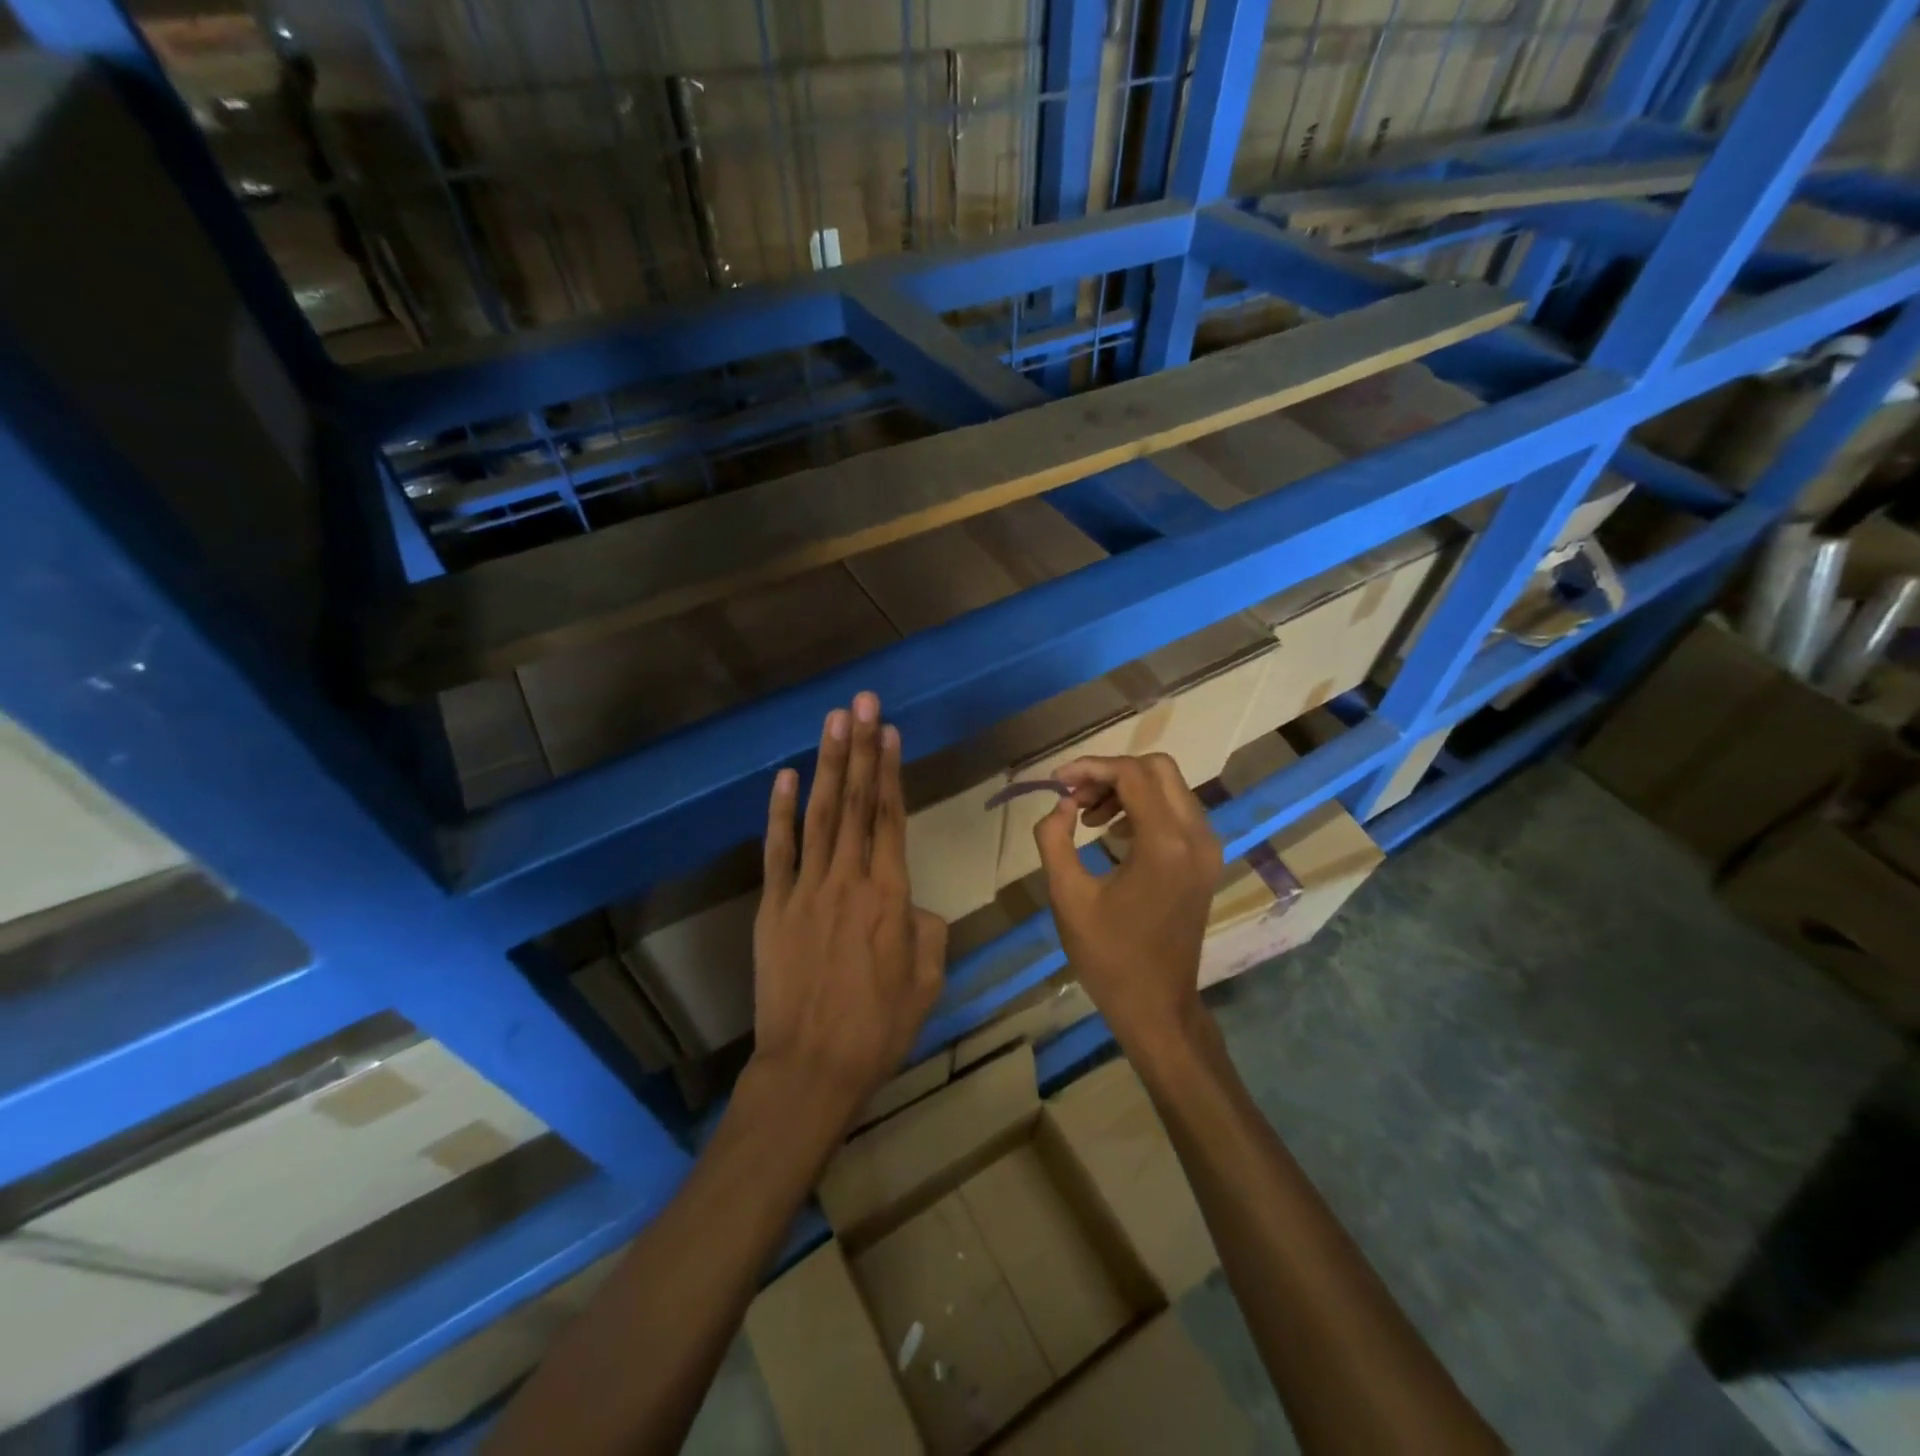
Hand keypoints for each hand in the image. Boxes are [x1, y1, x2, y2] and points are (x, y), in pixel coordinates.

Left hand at [751, 692, 945, 1127]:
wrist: (812, 1067)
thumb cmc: (879, 1028)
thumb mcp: (927, 980)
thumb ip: (926, 929)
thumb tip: (911, 904)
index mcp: (891, 896)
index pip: (891, 819)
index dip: (890, 771)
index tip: (888, 731)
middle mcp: (849, 880)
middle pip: (857, 803)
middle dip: (860, 748)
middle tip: (862, 702)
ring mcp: (806, 890)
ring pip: (821, 816)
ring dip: (828, 765)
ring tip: (834, 722)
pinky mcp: (773, 907)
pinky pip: (777, 851)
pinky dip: (780, 812)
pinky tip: (786, 777)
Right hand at [1032, 753, 1221, 1059]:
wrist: (1157, 1006)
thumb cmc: (1108, 956)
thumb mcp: (1067, 896)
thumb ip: (1055, 839)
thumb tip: (1061, 806)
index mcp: (1164, 843)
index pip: (1131, 774)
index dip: (1090, 768)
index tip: (1057, 783)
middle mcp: (1196, 836)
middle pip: (1158, 768)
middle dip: (1111, 772)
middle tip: (1075, 798)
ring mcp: (1207, 848)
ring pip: (1170, 787)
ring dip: (1127, 788)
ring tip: (1087, 817)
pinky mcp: (1206, 861)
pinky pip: (1177, 811)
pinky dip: (1144, 807)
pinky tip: (1113, 832)